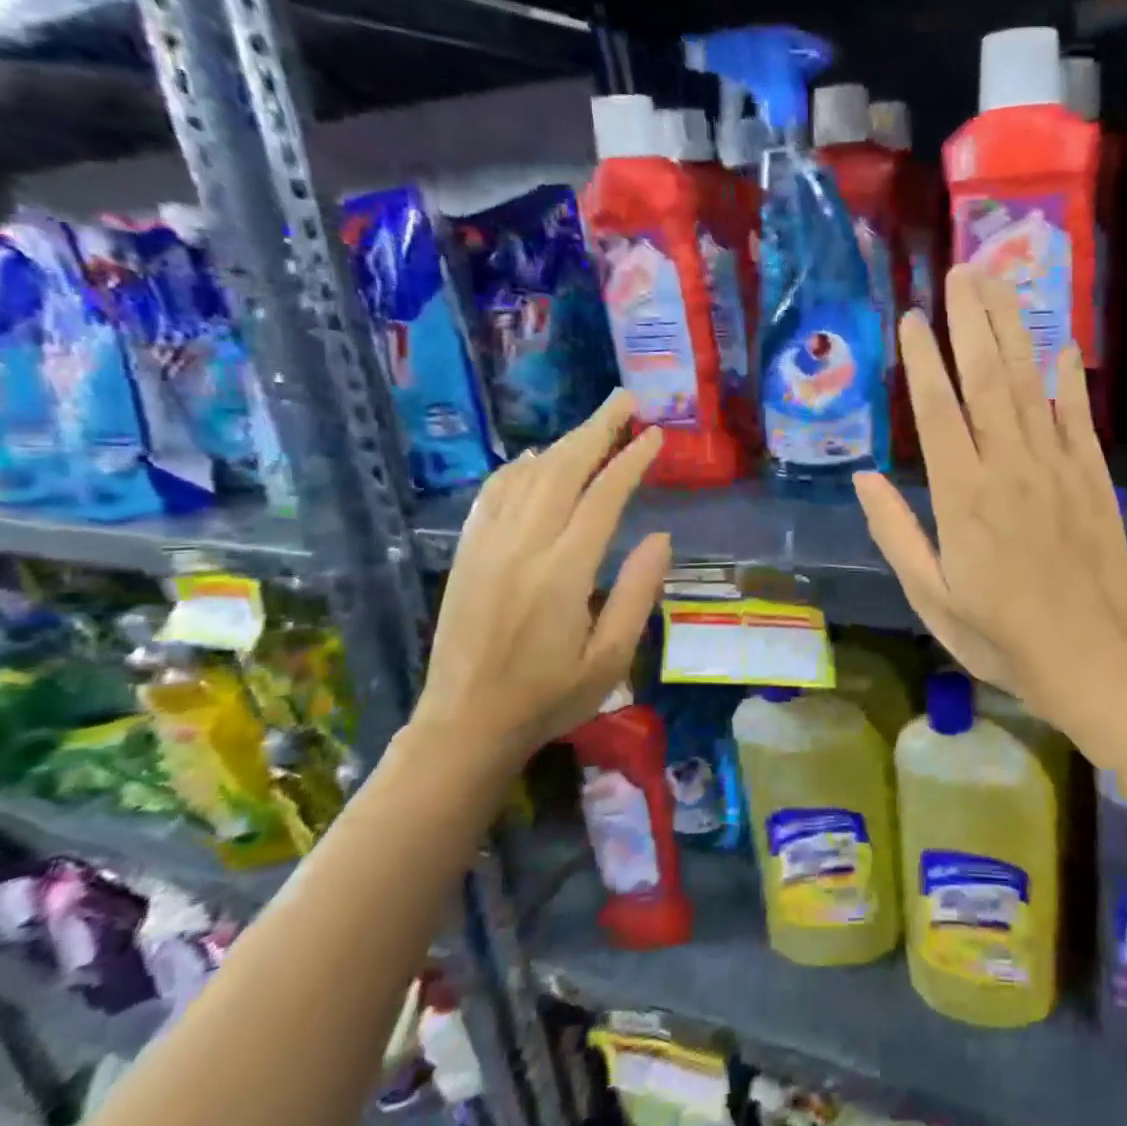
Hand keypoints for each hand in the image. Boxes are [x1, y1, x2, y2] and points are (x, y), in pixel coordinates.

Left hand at [409, 390, 672, 773]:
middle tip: (625, 400)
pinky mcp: (467, 555)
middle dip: (596, 430)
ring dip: (562, 443)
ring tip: (593, 423)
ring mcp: (488, 547)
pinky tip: (533, 458)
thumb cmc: (550, 697)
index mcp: (563, 574)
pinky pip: (492, 496)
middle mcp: (522, 548)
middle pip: (562, 471)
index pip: (602, 498)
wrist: (466, 725)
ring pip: (526, 476)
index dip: (631, 461)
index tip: (655, 435)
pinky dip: (515, 469)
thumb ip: (638, 593)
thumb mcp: (611, 659)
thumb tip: (660, 536)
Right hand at [854, 267, 1126, 717]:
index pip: (939, 411)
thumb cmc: (998, 635)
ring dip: (1014, 331)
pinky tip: (1061, 344)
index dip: (925, 361)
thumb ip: (895, 532)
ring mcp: (1057, 468)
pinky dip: (1069, 379)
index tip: (915, 318)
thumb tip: (863, 476)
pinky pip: (1078, 418)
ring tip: (1001, 284)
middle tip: (962, 271)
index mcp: (963, 497)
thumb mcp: (930, 596)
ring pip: (1032, 385)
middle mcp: (1009, 468)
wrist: (1088, 658)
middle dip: (972, 321)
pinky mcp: (1093, 478)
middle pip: (989, 380)